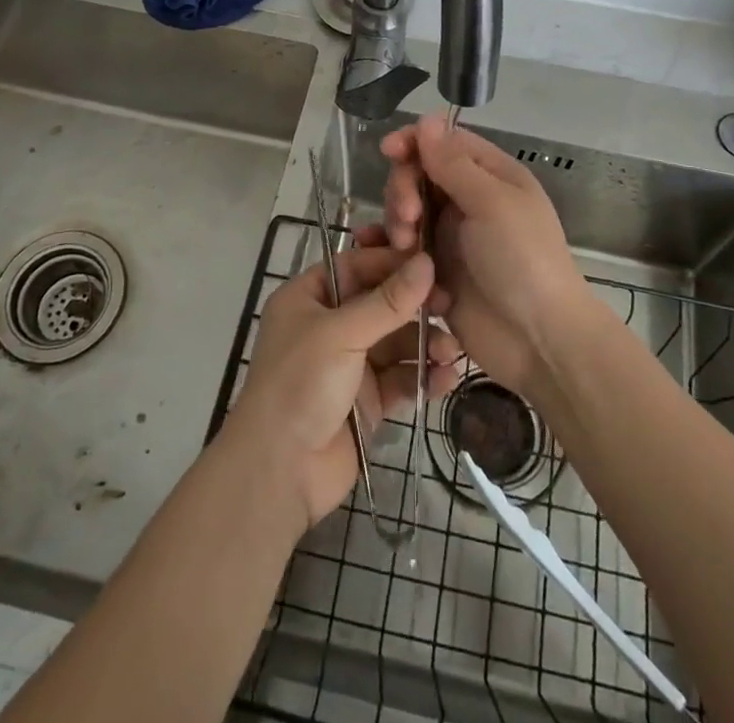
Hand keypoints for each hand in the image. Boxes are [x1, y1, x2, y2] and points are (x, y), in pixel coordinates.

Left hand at [225, 244, 461, 529]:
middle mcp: (329, 325)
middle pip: (381, 303)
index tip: (432, 263)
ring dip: (425, 343)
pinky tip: (446, 378)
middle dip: (415, 305)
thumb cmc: (300, 383)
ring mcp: (349, 363)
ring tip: (452, 350)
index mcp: (309, 298)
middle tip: (449, 305)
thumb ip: (388, 301)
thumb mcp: (342, 334)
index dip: (392, 263)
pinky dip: (423, 376)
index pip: (357, 266)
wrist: (280, 471)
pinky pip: (400, 378)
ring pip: (395, 341)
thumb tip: (427, 262)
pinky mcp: (367, 399)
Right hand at [366, 113, 594, 399]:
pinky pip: (404, 251)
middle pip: (418, 175)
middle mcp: (469, 200)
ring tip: (407, 249)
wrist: (539, 340)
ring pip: (407, 212)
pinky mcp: (436, 271)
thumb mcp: (492, 203)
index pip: (444, 143)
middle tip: (408, 218)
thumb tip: (427, 118)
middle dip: (404, 190)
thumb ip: (454, 163)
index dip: (414, 142)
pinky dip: (393, 252)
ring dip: (399, 224)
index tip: (389, 151)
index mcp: (490, 175)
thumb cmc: (523, 260)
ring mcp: (451, 237)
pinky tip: (383, 259)